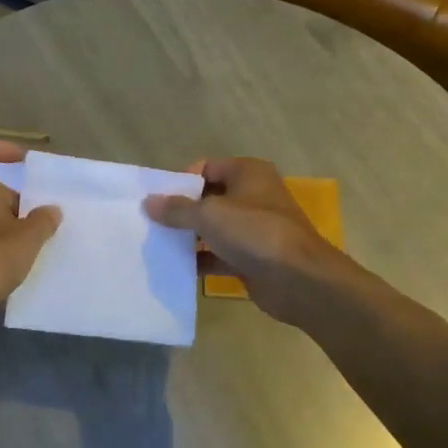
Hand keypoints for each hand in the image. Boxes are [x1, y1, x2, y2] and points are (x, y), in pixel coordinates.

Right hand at [144, 157, 345, 327]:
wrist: (299, 280)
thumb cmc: (255, 233)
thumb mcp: (209, 215)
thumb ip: (176, 209)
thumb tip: (148, 202)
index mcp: (248, 173)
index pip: (207, 167)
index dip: (182, 180)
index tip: (157, 198)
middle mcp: (252, 197)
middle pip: (208, 198)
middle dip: (181, 210)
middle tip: (152, 222)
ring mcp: (253, 229)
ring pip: (213, 228)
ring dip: (188, 236)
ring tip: (157, 244)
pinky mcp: (252, 258)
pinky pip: (219, 254)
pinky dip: (200, 260)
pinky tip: (176, 268)